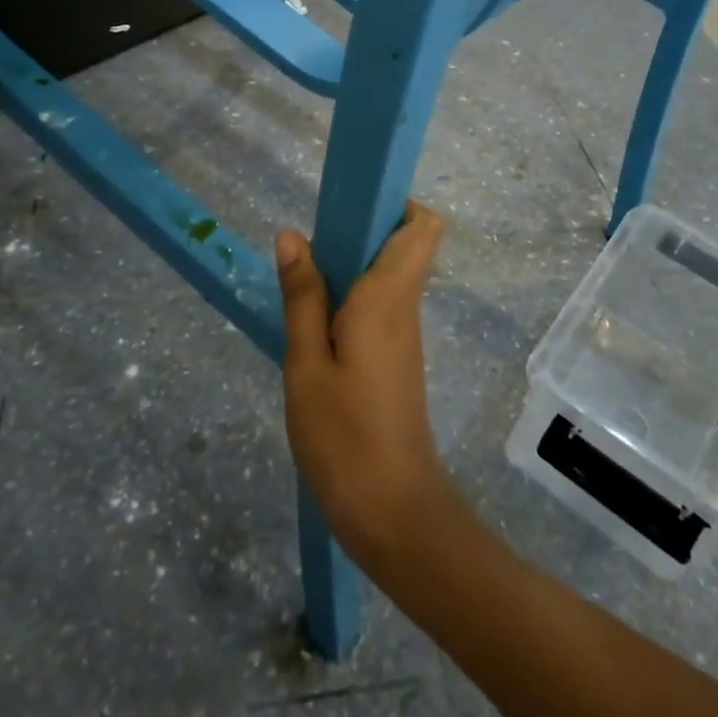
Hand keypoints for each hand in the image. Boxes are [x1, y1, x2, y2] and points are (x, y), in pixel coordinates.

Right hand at [277, 203, 457, 570]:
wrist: (392, 512)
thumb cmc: (344, 436)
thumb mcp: (306, 365)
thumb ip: (302, 298)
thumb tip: (294, 235)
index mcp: (390, 297)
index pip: (423, 226)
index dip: (396, 204)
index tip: (350, 205)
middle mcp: (405, 307)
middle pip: (404, 244)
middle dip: (362, 230)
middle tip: (310, 245)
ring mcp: (403, 335)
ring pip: (388, 276)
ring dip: (351, 266)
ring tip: (300, 279)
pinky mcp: (395, 359)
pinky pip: (379, 307)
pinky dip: (350, 298)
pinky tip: (312, 322)